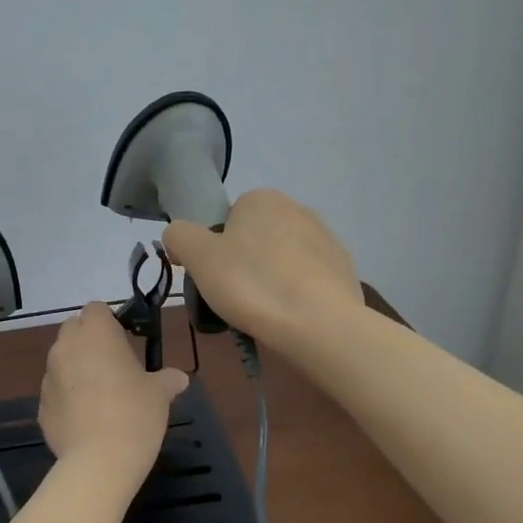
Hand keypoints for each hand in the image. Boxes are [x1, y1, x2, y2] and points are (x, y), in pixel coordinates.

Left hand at [38, 302, 187, 479]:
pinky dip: (68, 398)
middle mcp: (66, 347)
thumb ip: (167, 380)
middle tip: (113, 364)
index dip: (109, 321)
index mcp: (96, 333)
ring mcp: (49, 377)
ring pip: (61, 360)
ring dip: (76, 368)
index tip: (124, 340)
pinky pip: (56, 392)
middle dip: (89, 341)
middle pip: (73, 330)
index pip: (96, 309)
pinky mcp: (41, 406)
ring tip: (100, 394)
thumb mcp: (160, 394)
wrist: (100, 461)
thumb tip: (179, 378)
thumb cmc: (135, 414)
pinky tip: (86, 419)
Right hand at [163, 189, 362, 351]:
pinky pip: (307, 279)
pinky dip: (296, 294)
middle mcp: (297, 208)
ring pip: (282, 259)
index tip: (214, 278)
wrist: (319, 324)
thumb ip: (179, 235)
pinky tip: (290, 316)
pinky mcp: (344, 268)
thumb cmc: (252, 284)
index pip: (226, 220)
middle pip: (255, 239)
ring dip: (271, 279)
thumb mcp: (198, 258)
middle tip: (234, 298)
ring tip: (263, 312)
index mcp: (262, 198)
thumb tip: (179, 234)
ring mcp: (326, 238)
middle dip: (244, 265)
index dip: (215, 250)